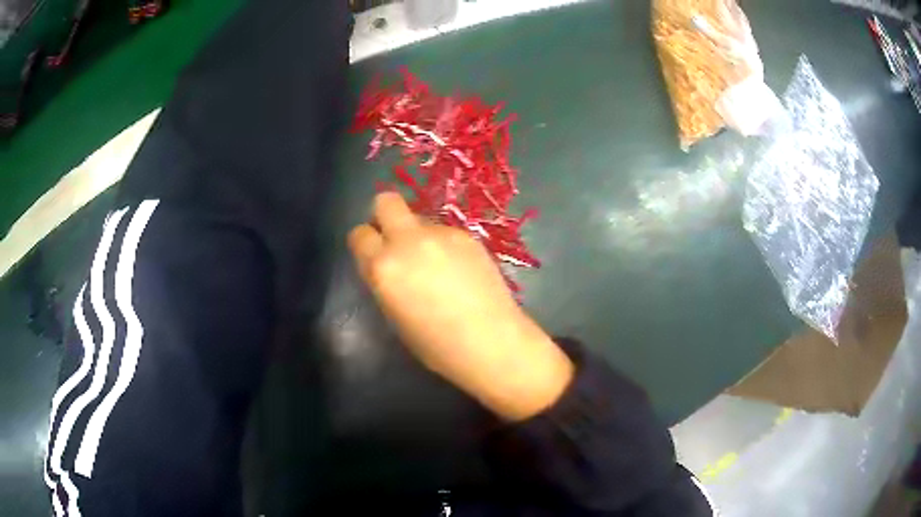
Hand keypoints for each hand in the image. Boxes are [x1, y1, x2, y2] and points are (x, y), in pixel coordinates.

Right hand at [348, 192, 572, 420]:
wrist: (490, 342)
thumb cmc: (436, 345)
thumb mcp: (394, 316)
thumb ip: (385, 281)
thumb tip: (387, 266)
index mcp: (383, 266)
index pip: (359, 234)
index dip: (364, 244)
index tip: (373, 255)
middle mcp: (408, 241)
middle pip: (386, 202)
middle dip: (384, 215)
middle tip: (395, 241)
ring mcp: (441, 234)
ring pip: (419, 219)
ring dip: (418, 235)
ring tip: (438, 266)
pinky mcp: (467, 235)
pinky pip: (444, 232)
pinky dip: (444, 245)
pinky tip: (460, 270)